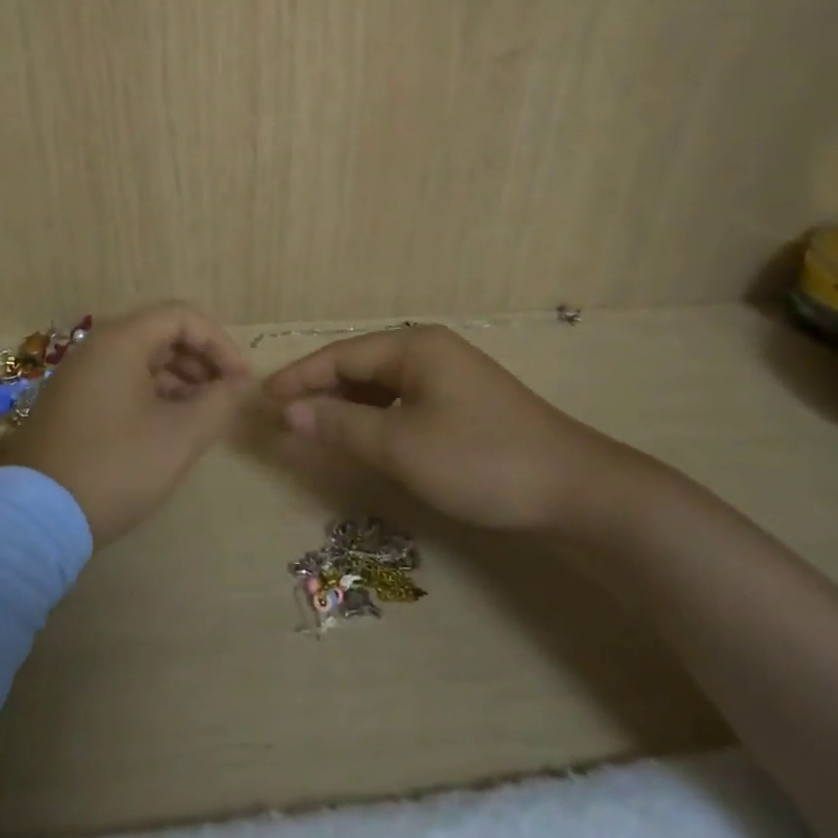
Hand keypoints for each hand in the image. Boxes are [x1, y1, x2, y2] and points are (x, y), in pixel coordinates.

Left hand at [1, 302, 251, 545]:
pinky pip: (121, 385)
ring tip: (204, 417)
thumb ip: (219, 402)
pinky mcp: (70, 406)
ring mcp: (78, 378)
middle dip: (201, 362)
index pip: (182, 317)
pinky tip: (169, 430)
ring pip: (141, 362)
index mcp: (120, 341)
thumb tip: (238, 383)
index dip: (220, 343)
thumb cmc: (116, 466)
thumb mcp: (180, 436)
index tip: (241, 380)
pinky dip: (153, 397)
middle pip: (161, 336)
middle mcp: (95, 349)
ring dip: (179, 382)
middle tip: (227, 398)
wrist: (35, 518)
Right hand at [265, 324, 644, 532]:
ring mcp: (449, 376)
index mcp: (413, 346)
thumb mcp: (401, 445)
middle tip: (283, 418)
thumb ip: (340, 425)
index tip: (262, 399)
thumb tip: (288, 410)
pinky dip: (376, 417)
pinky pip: (403, 400)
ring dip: (346, 405)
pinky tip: (363, 436)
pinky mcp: (463, 403)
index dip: (298, 377)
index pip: (340, 355)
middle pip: (359, 365)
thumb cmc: (480, 460)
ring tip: (313, 428)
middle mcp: (429, 350)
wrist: (575, 490)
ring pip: (381, 385)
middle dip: (319, 390)